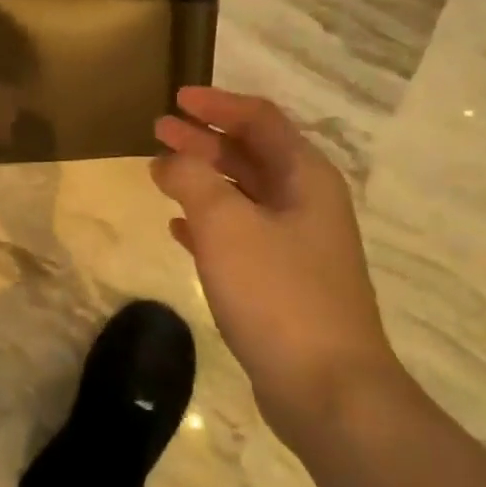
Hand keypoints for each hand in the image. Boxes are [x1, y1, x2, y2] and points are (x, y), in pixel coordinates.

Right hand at [152, 86, 398, 428]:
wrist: (327, 388)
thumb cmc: (278, 293)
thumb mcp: (227, 225)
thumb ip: (193, 180)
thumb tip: (171, 159)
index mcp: (305, 178)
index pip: (260, 120)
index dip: (217, 104)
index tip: (176, 98)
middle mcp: (305, 204)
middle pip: (250, 154)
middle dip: (204, 140)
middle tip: (158, 131)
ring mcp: (296, 245)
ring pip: (242, 195)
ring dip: (202, 179)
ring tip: (160, 173)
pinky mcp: (281, 282)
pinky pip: (239, 236)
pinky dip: (208, 223)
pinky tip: (179, 228)